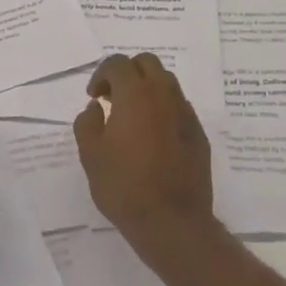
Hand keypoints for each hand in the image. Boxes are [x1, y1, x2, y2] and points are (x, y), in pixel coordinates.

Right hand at [73, 53, 216, 263]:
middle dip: (127, 72)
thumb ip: (87, 123)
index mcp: (135, 94)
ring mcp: (185, 113)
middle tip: (112, 97)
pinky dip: (162, 108)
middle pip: (146, 63)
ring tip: (131, 115)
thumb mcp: (91, 155)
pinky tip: (152, 135)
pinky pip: (178, 106)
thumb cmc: (124, 186)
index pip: (117, 64)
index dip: (101, 75)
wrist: (172, 222)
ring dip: (146, 88)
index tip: (94, 96)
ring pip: (166, 81)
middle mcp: (163, 95)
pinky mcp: (198, 133)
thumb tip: (96, 108)